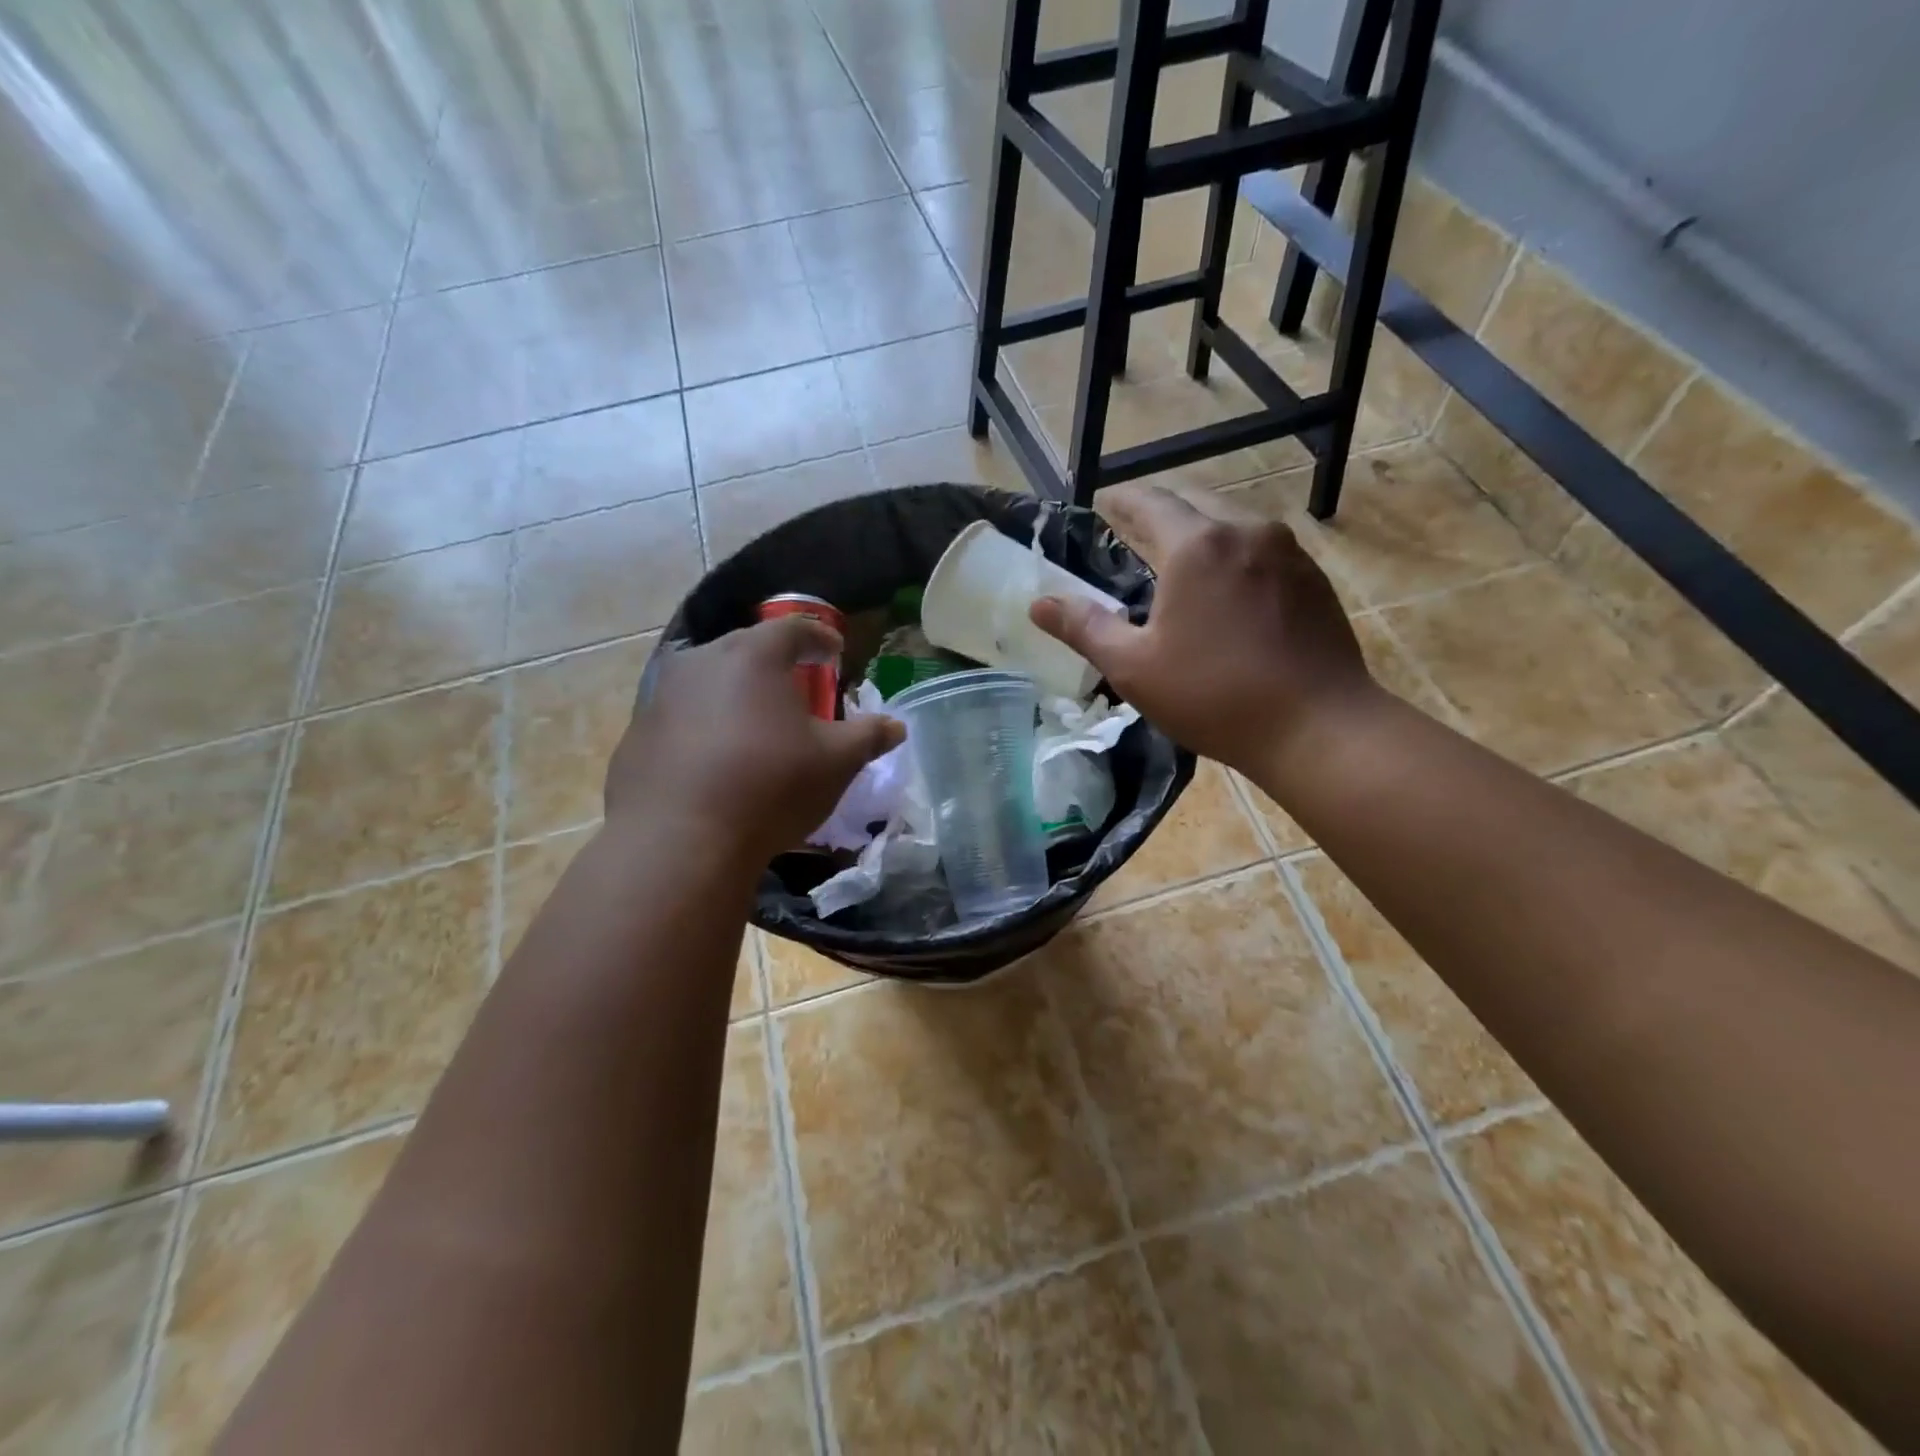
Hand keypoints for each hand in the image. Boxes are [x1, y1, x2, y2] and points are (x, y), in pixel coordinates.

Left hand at [606, 616, 904, 866]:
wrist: (680, 841)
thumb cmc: (770, 787)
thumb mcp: (835, 763)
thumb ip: (868, 737)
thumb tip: (896, 727)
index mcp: (753, 656)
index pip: (793, 628)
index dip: (819, 637)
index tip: (834, 652)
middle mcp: (701, 662)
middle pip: (745, 650)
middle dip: (774, 664)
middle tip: (796, 688)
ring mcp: (660, 697)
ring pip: (707, 682)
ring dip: (734, 695)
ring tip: (755, 725)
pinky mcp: (636, 735)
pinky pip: (680, 719)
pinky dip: (702, 728)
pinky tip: (715, 762)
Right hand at [1030, 484, 1378, 774]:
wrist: (1318, 726)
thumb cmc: (1214, 696)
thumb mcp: (1134, 667)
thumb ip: (1084, 627)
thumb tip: (1038, 603)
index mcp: (1196, 545)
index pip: (1149, 502)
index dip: (1120, 500)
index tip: (1102, 503)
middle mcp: (1245, 531)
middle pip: (1193, 503)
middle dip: (1160, 511)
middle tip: (1133, 531)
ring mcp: (1287, 552)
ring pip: (1231, 524)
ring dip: (1200, 533)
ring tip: (1178, 560)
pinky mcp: (1313, 578)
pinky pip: (1261, 550)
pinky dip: (1233, 556)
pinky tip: (1227, 590)